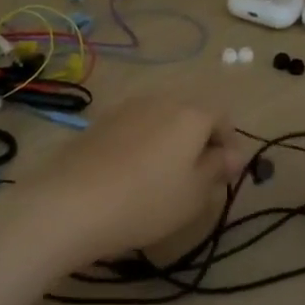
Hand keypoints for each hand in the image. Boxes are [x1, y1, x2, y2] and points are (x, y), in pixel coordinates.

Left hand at [23, 94, 241, 267]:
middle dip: (199, 142)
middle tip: (196, 179)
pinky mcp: (98, 124)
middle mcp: (159, 101)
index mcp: (190, 114)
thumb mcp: (195, 193)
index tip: (226, 175)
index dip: (229, 144)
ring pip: (160, 121)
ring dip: (168, 143)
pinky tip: (130, 177)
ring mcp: (125, 109)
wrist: (71, 204)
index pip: (223, 118)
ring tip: (161, 180)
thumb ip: (218, 168)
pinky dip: (141, 146)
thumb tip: (233, 154)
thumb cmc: (147, 201)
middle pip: (190, 116)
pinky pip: (133, 130)